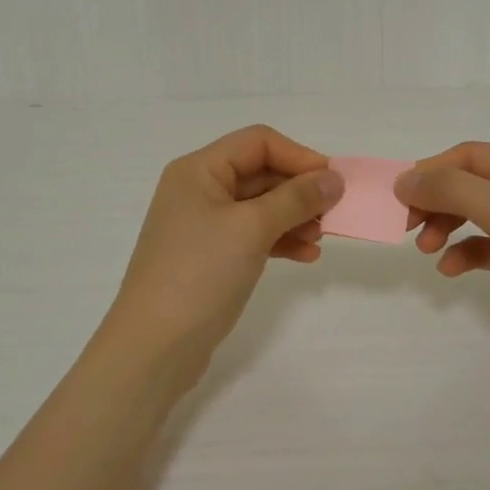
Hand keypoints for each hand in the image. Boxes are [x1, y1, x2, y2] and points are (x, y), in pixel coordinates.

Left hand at [96, 125, 342, 397]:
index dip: (299, 156)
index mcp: (198, 170)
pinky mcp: (210, 257)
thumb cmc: (200, 273)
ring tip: (321, 238)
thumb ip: (296, 199)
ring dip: (294, 217)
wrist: (154, 346)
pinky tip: (306, 256)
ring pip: (259, 207)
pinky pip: (252, 236)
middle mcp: (198, 190)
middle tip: (334, 213)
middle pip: (260, 173)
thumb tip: (333, 178)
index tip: (334, 182)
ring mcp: (202, 226)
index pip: (258, 142)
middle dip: (299, 190)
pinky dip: (280, 241)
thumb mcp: (252, 228)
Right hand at [397, 143, 489, 384]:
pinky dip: (465, 252)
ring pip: (476, 214)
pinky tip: (451, 270)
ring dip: (446, 227)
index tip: (398, 199)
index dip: (432, 172)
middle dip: (437, 202)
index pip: (473, 156)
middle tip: (406, 227)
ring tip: (426, 250)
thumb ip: (455, 191)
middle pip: (472, 183)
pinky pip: (487, 245)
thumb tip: (405, 180)